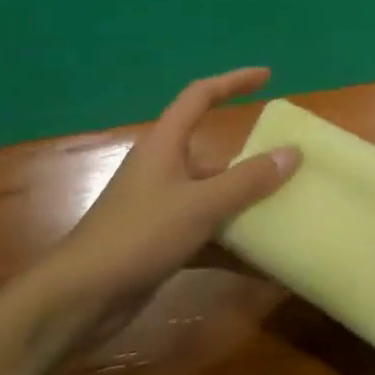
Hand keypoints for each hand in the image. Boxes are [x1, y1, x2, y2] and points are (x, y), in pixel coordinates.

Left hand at [45, 67, 299, 348]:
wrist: (81, 298)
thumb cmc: (139, 235)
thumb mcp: (200, 205)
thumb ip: (247, 180)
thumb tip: (292, 153)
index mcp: (166, 144)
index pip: (200, 96)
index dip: (233, 81)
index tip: (268, 77)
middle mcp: (164, 168)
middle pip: (215, 153)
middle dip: (251, 160)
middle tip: (290, 164)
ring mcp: (162, 206)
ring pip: (214, 196)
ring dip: (246, 205)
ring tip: (287, 211)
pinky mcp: (162, 241)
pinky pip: (207, 232)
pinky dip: (232, 243)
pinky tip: (263, 261)